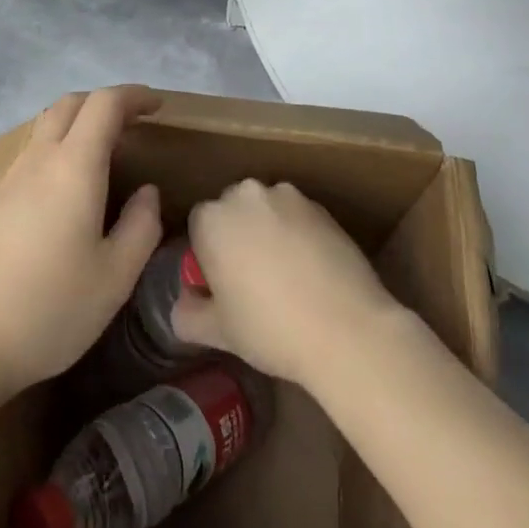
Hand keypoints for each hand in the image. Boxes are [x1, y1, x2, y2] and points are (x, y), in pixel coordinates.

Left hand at [0, 86, 163, 400]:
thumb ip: (140, 228)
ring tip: (101, 157)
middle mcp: (38, 160)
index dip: (133, 96)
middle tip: (131, 124)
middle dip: (104, 103)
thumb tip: (147, 193)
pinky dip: (54, 152)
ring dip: (76, 125)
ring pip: (45, 128)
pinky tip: (62, 194)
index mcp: (73, 166)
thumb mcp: (113, 279)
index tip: (157, 106)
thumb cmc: (47, 309)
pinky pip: (29, 156)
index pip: (104, 104)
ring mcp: (7, 179)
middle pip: (69, 104)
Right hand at [172, 179, 402, 387]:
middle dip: (238, 235)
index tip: (223, 285)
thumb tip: (182, 305)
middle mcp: (245, 194)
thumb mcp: (219, 332)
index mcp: (212, 218)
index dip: (208, 255)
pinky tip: (312, 272)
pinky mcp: (320, 205)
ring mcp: (286, 196)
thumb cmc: (271, 329)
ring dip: (269, 231)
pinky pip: (297, 216)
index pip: (198, 226)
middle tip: (253, 280)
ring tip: (287, 276)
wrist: (346, 328)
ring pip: (266, 210)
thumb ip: (188, 314)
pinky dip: (299, 234)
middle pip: (232, 210)